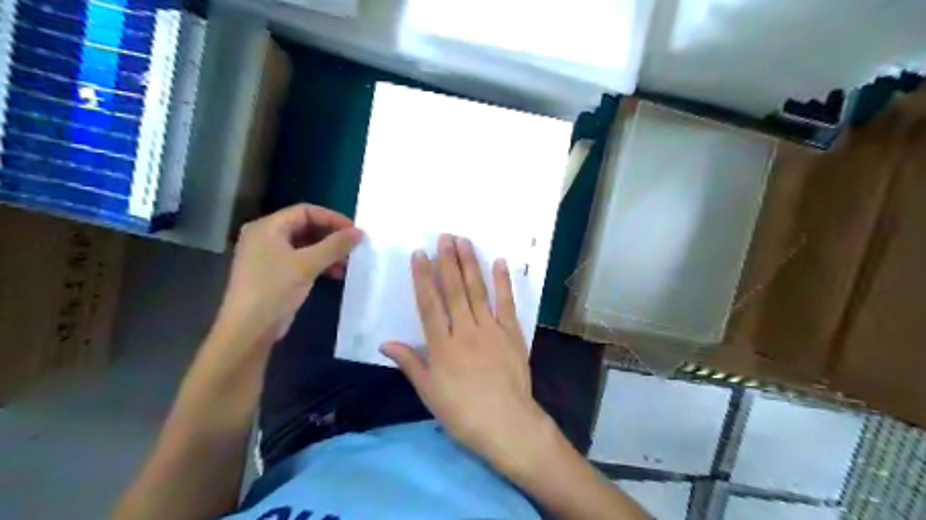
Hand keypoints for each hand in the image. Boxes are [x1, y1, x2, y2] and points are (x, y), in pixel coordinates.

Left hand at [215, 204, 360, 345]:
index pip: (305, 211)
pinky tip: (335, 274)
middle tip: (353, 246)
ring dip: (328, 252)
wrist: (249, 329)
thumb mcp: (307, 264)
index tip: (353, 231)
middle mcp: (266, 237)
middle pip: (305, 227)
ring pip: (306, 245)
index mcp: (267, 227)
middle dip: (331, 236)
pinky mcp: (275, 274)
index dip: (331, 218)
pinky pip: (302, 260)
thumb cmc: (274, 289)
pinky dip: (319, 264)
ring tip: (347, 263)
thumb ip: (335, 246)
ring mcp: (269, 257)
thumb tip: (359, 232)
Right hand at [381, 234, 547, 461]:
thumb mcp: (429, 392)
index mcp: (442, 346)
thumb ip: (410, 362)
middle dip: (448, 262)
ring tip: (465, 242)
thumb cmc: (462, 412)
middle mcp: (465, 331)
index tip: (420, 254)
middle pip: (454, 291)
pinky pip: (506, 303)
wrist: (506, 423)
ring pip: (478, 291)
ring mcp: (491, 329)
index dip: (423, 278)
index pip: (429, 304)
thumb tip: (385, 342)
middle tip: (445, 236)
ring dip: (470, 265)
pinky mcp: (512, 333)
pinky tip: (499, 263)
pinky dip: (503, 283)